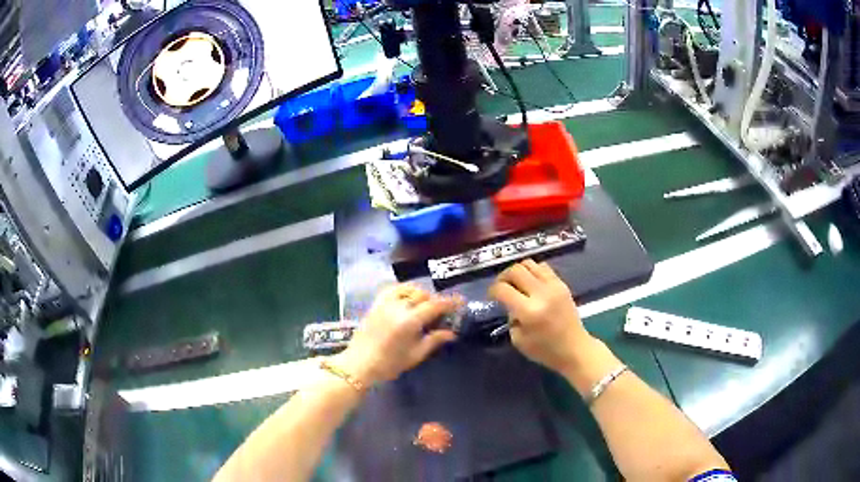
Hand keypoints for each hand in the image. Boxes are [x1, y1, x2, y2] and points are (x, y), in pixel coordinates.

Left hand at [333, 284, 460, 385]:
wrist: (359, 364)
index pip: (435, 305)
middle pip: (423, 296)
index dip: (450, 302)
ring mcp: (385, 303)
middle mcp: (399, 307)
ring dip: (421, 294)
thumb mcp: (416, 355)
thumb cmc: (389, 364)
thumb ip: (434, 340)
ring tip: (425, 305)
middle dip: (435, 300)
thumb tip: (451, 333)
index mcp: (410, 321)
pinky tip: (407, 297)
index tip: (461, 302)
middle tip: (442, 311)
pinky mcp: (376, 304)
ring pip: (408, 289)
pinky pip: (392, 289)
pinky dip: (403, 290)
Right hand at [488, 260, 592, 373]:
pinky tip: (530, 283)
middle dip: (503, 277)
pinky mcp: (562, 284)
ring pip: (529, 264)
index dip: (492, 291)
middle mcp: (541, 294)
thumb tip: (510, 304)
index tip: (491, 296)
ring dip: (518, 271)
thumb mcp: (518, 340)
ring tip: (516, 283)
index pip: (503, 289)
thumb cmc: (545, 350)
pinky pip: (543, 267)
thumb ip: (511, 318)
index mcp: (529, 311)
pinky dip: (533, 271)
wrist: (575, 348)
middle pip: (515, 270)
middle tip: (501, 287)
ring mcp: (554, 286)